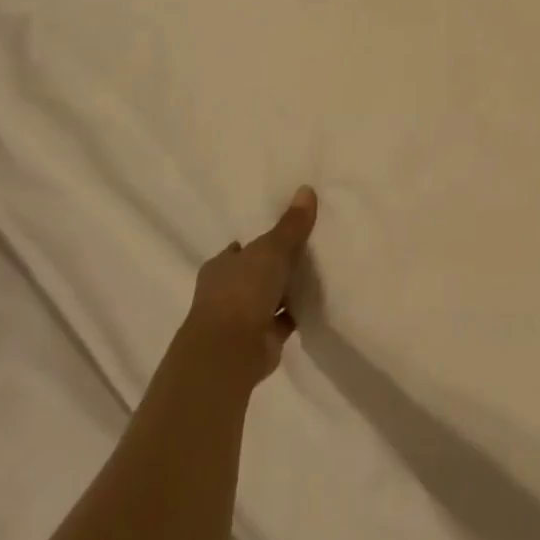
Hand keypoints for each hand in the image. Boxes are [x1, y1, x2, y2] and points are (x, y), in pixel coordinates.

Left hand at [185, 187, 318, 385]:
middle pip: (255, 273)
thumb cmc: (243, 291)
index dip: (259, 243)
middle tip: (306, 252)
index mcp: (221, 266)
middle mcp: (226, 291)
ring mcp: (240, 319)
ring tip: (318, 274)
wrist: (230, 351)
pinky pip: (282, 320)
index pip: (240, 250)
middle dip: (274, 267)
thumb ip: (291, 224)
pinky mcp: (259, 340)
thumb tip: (306, 188)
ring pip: (268, 298)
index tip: (283, 234)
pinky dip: (296, 313)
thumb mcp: (272, 249)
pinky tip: (318, 302)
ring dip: (286, 291)